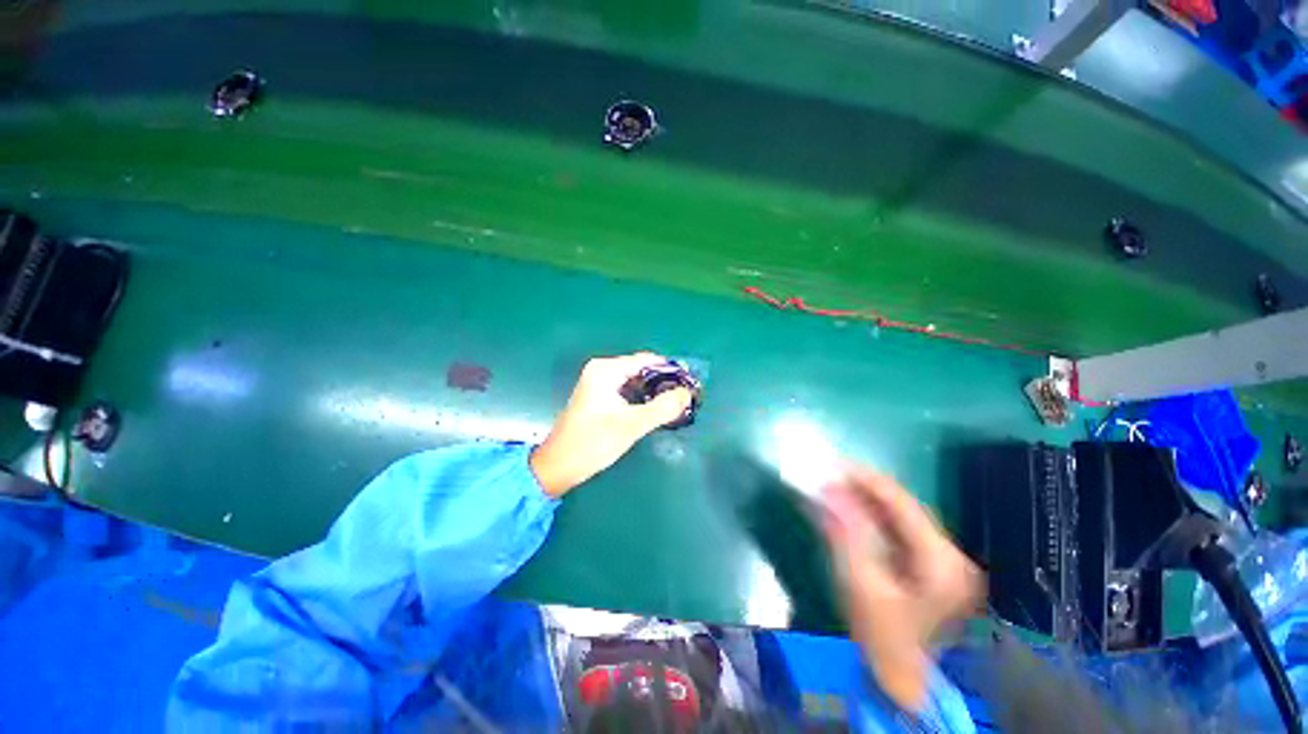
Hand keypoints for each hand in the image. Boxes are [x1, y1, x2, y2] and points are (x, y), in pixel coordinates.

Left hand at [530, 353, 691, 497]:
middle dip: (663, 382)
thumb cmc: (592, 443)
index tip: (691, 384)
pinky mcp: (599, 396)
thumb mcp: (631, 425)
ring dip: (654, 391)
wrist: (558, 466)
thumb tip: (687, 394)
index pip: (647, 360)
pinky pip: (627, 389)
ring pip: (635, 380)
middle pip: (642, 369)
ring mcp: (599, 382)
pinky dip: (642, 397)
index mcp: (606, 370)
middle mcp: (602, 370)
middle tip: (685, 398)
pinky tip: (655, 410)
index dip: (671, 370)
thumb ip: (662, 408)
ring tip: (675, 405)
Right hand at [822, 466, 981, 711]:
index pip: (902, 503)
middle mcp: (950, 555)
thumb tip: (826, 490)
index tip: (834, 465)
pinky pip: (899, 531)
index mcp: (941, 561)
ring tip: (835, 488)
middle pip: (903, 507)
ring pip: (900, 517)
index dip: (867, 480)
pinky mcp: (932, 568)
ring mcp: (944, 562)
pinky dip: (873, 518)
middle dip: (864, 489)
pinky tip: (851, 511)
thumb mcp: (860, 585)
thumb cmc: (883, 640)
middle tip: (829, 476)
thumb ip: (844, 533)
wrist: (905, 685)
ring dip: (866, 501)